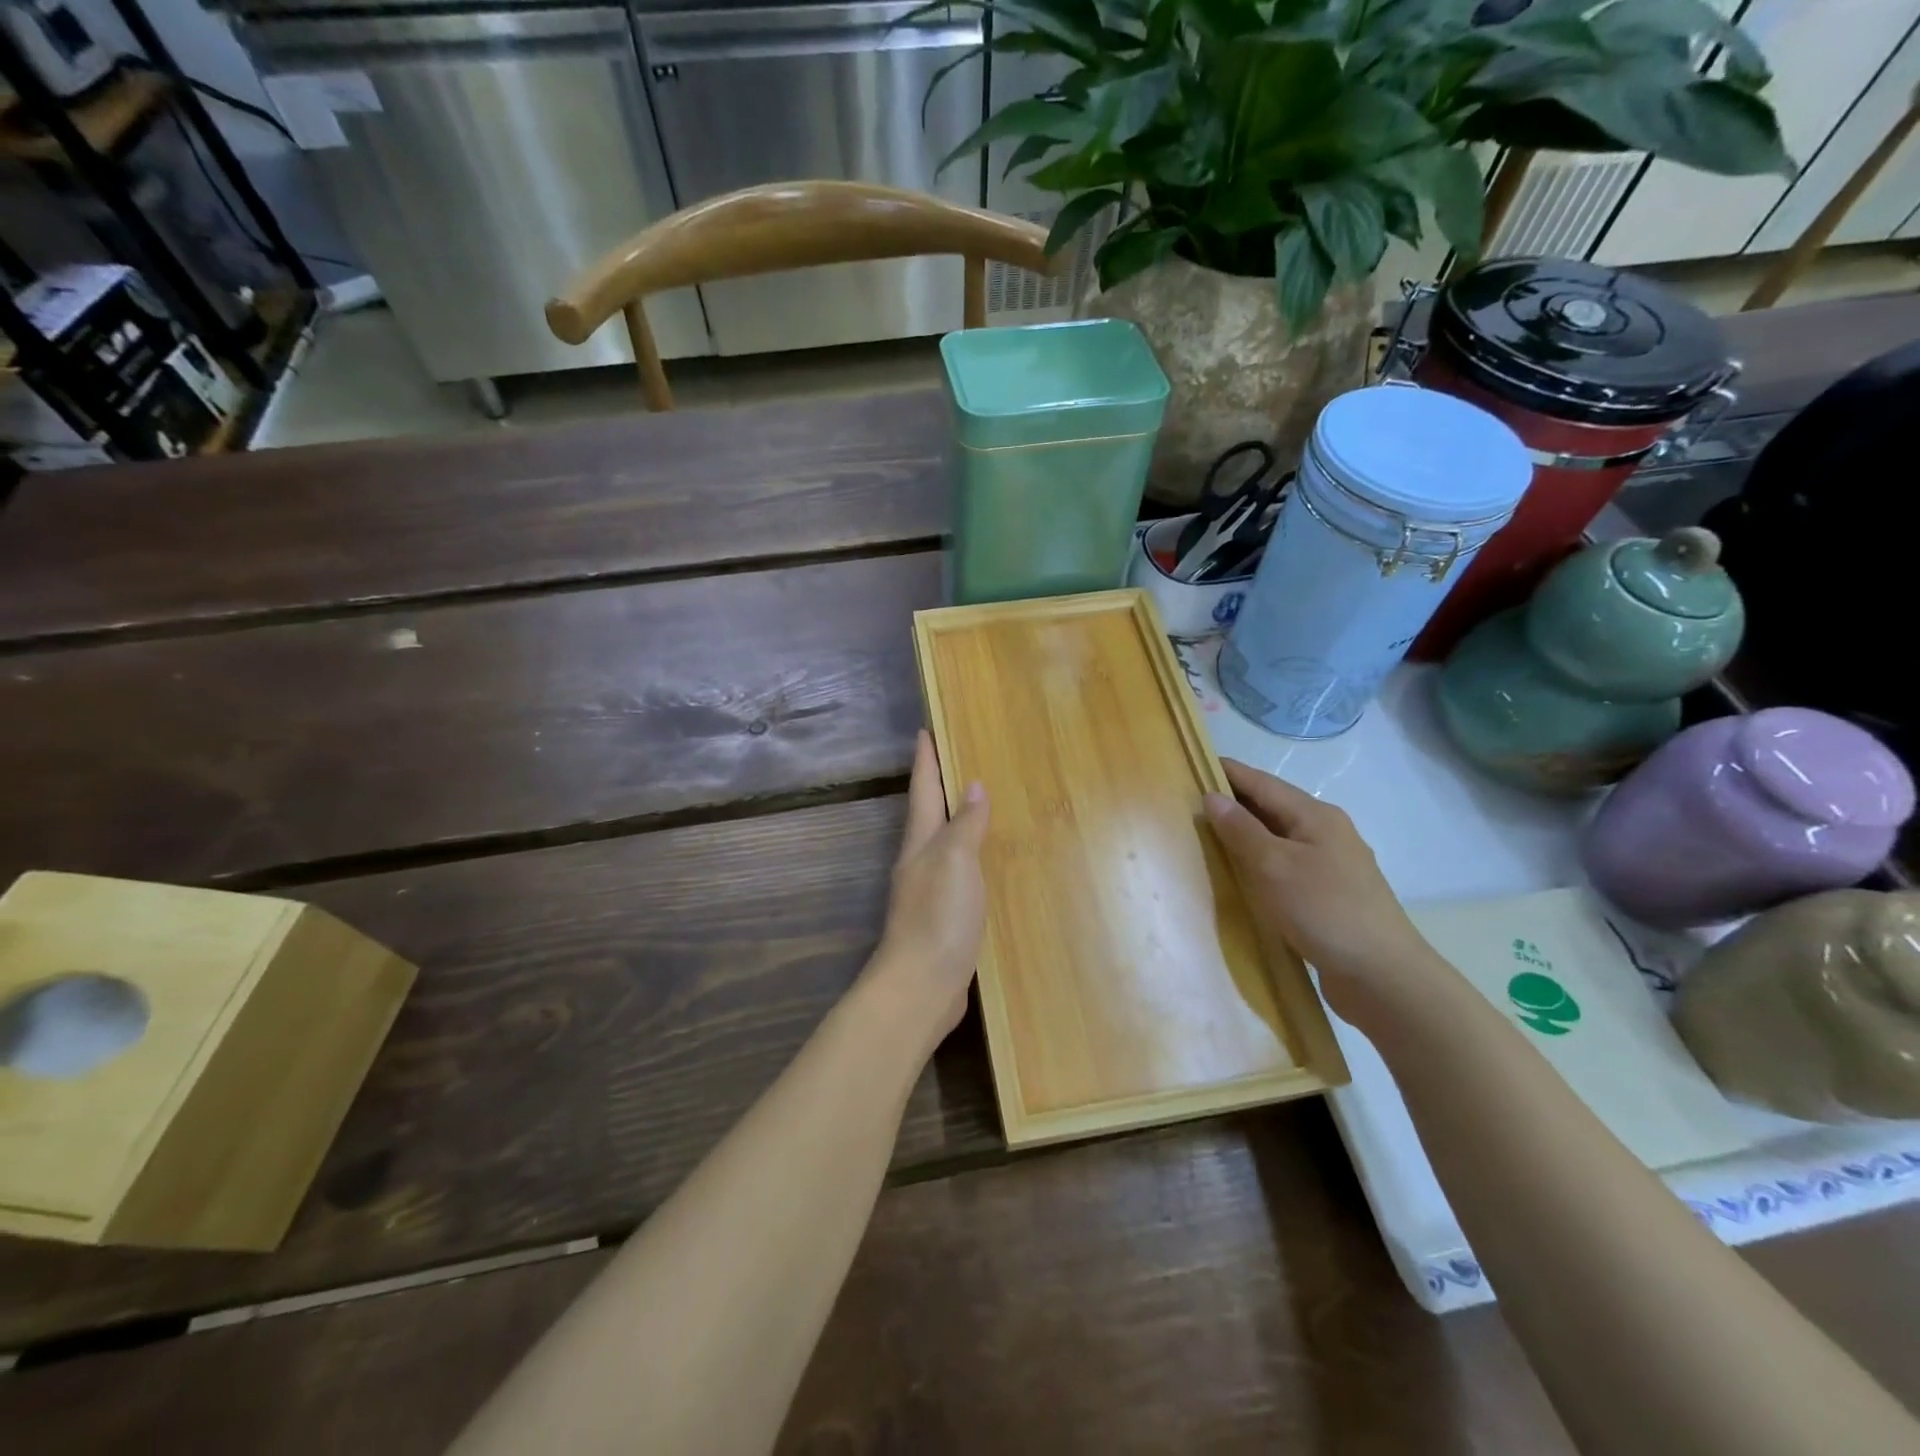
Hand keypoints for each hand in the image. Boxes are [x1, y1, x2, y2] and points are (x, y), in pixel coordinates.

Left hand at [869, 730, 988, 1051]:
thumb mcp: (955, 861)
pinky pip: (955, 875)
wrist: (921, 986)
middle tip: (953, 761)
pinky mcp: (940, 920)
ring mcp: (927, 893)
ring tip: (973, 806)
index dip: (925, 760)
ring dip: (953, 822)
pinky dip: (966, 859)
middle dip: (937, 787)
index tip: (924, 731)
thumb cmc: (938, 916)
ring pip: (940, 845)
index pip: (924, 791)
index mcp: (920, 843)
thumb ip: (965, 825)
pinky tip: (981, 865)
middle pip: (928, 815)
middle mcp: (918, 863)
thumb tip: (973, 787)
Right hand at [1204, 759, 1436, 1018]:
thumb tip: (1212, 796)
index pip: (1263, 783)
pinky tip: (1243, 875)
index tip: (1194, 763)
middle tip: (1191, 802)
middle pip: (1273, 807)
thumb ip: (1241, 830)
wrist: (1382, 976)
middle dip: (1235, 802)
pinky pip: (1286, 865)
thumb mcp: (1273, 866)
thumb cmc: (1324, 910)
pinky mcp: (1330, 895)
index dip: (1228, 773)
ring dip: (1246, 833)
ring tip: (1209, 836)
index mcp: (1316, 816)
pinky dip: (1260, 861)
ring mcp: (1332, 865)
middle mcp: (1327, 832)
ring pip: (1279, 837)